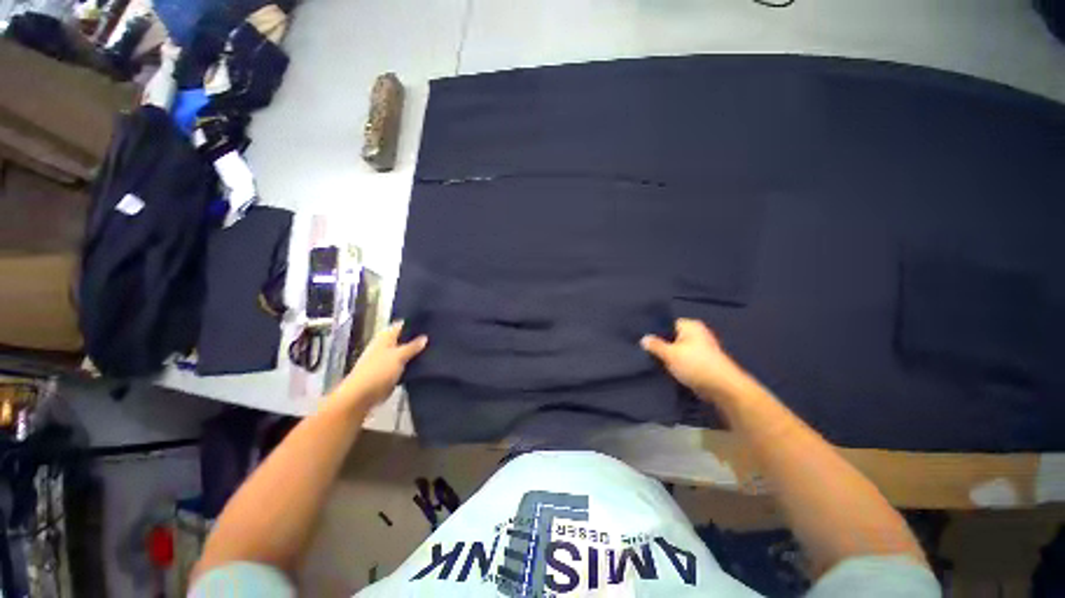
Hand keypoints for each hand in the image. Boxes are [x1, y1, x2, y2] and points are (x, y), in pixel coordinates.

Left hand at [330, 321, 427, 411]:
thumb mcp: (399, 356)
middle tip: (436, 337)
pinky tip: (426, 363)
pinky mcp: (389, 372)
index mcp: (385, 337)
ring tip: (435, 349)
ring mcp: (387, 359)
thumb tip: (425, 337)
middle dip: (418, 339)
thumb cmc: (379, 371)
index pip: (402, 325)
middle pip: (405, 339)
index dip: (416, 324)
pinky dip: (412, 364)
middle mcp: (386, 346)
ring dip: (416, 353)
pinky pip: (404, 365)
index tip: (431, 323)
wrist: (362, 395)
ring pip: (405, 352)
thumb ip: (413, 346)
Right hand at [641, 319, 747, 402]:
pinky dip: (676, 363)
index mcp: (691, 325)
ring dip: (668, 356)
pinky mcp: (702, 362)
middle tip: (645, 350)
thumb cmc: (695, 365)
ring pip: (677, 349)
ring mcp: (701, 348)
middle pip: (672, 336)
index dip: (655, 331)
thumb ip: (655, 345)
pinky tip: (666, 369)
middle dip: (661, 344)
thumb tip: (643, 338)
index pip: (667, 323)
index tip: (644, 339)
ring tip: (653, 360)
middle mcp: (697, 333)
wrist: (723, 388)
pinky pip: (684, 359)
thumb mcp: (670, 354)